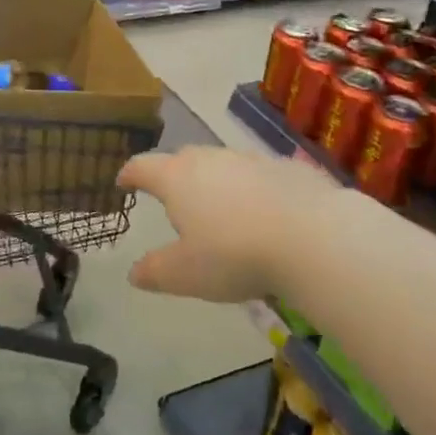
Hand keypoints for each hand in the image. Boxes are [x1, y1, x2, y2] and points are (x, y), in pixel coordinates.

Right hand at [120, 146, 339, 302]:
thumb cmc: (234, 254)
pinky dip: (253, 190)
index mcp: (177, 178)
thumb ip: (155, 271)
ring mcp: (249, 160)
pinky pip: (259, 176)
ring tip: (220, 209)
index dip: (130, 175)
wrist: (312, 236)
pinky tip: (264, 214)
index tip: (123, 182)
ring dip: (215, 181)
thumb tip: (133, 272)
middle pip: (182, 159)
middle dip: (173, 175)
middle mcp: (209, 159)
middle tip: (172, 198)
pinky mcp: (285, 168)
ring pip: (222, 165)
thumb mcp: (186, 274)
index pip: (143, 167)